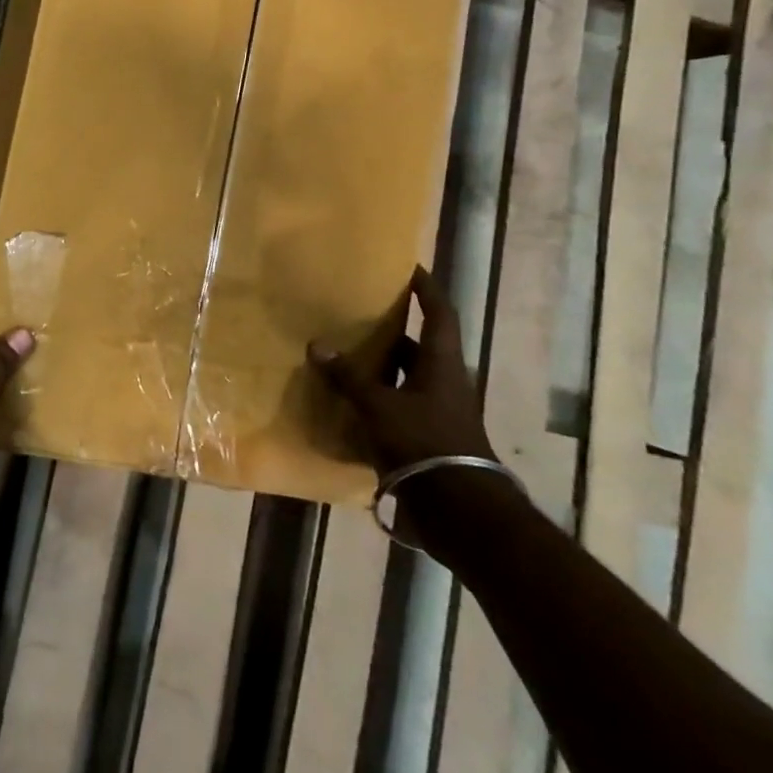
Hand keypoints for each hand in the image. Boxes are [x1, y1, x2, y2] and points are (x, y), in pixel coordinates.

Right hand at [308, 266, 494, 475]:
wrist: (455, 505)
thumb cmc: (422, 440)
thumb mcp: (378, 404)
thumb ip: (347, 376)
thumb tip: (317, 346)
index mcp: (441, 364)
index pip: (439, 315)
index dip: (427, 290)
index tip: (410, 268)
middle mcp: (443, 382)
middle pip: (418, 346)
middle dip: (391, 330)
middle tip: (360, 312)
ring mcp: (436, 410)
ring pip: (405, 376)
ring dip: (380, 366)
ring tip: (345, 352)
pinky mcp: (425, 435)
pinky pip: (397, 404)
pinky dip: (375, 397)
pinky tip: (347, 397)